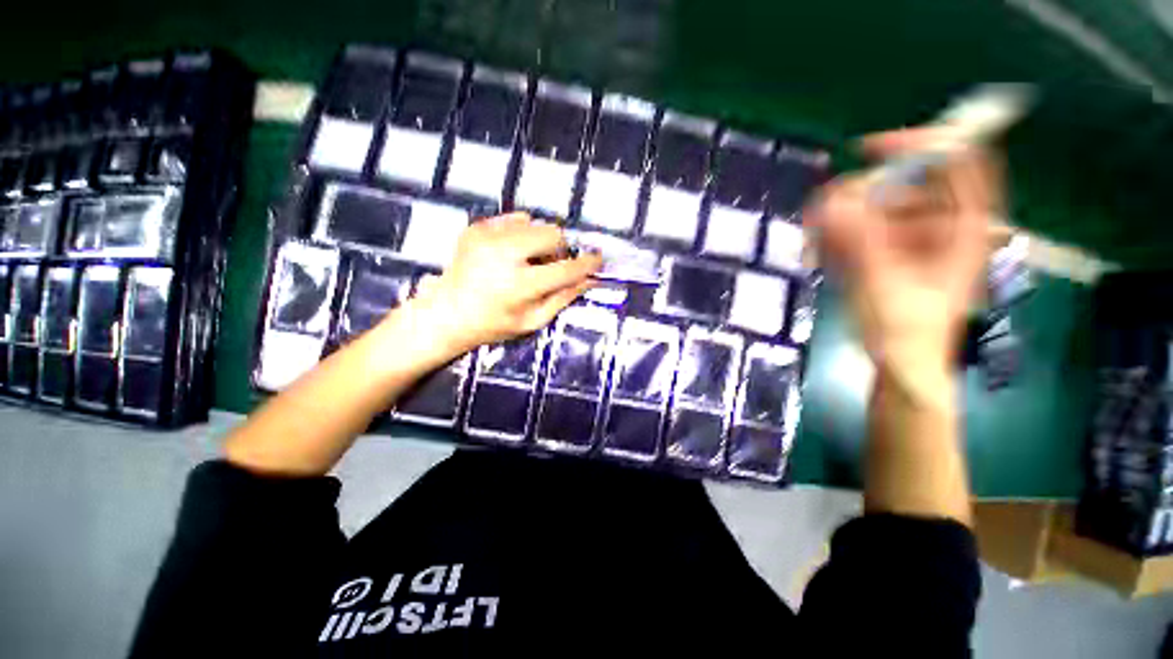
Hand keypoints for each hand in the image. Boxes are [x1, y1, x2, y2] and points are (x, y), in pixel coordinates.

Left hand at [398, 212, 601, 357]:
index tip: (598, 259)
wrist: (446, 314)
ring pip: (536, 223)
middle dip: (560, 249)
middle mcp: (504, 254)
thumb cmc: (492, 325)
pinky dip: (522, 234)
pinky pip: (514, 219)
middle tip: (552, 265)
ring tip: (528, 260)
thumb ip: (563, 298)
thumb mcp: (533, 321)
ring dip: (541, 241)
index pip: (566, 269)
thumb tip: (590, 280)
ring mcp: (487, 237)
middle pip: (553, 234)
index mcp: (519, 285)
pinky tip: (511, 252)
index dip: (587, 263)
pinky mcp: (477, 228)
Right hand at [807, 128, 1000, 370]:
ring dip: (841, 221)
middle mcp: (940, 225)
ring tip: (816, 245)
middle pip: (905, 185)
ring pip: (875, 208)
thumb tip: (829, 201)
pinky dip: (837, 237)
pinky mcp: (888, 251)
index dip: (921, 144)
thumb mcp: (884, 286)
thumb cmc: (906, 332)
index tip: (869, 151)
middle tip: (823, 218)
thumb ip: (861, 242)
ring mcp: (912, 238)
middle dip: (860, 197)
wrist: (901, 364)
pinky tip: (821, 255)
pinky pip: (860, 229)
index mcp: (964, 228)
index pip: (959, 161)